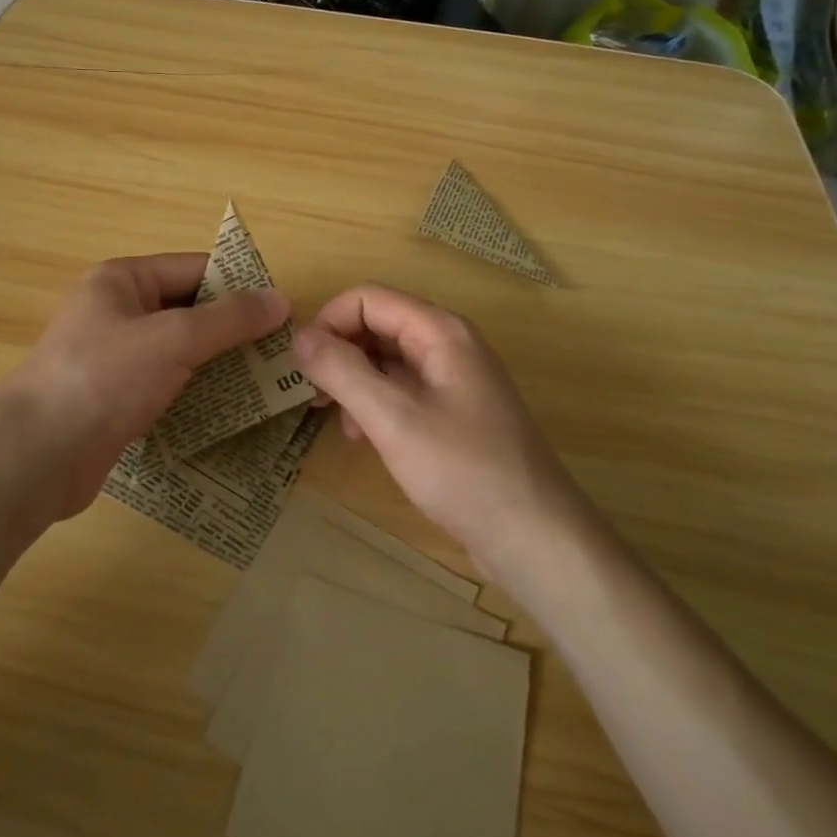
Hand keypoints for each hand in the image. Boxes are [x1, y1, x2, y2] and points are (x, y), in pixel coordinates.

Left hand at [0, 254, 288, 521]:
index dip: (239, 286)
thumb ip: (229, 319)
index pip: (194, 269)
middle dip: (232, 330)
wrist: (35, 456)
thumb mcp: (174, 339)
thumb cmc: (104, 378)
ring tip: (266, 383)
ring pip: (178, 351)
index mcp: (122, 280)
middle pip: (188, 310)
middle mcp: (116, 311)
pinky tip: (227, 409)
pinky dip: (194, 392)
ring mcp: (112, 357)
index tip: (282, 312)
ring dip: (217, 364)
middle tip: (280, 353)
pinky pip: (164, 384)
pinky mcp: (113, 398)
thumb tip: (280, 299)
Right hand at [292, 284, 579, 568]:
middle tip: (311, 393)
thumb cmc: (464, 471)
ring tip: (334, 420)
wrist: (536, 538)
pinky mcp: (455, 413)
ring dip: (353, 381)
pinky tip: (363, 438)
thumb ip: (343, 371)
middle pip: (378, 324)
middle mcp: (449, 344)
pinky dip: (375, 404)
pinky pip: (403, 389)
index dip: (329, 322)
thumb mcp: (393, 419)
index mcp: (440, 331)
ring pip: (387, 359)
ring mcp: (454, 379)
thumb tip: (300, 337)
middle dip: (339, 352)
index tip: (302, 365)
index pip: (369, 298)